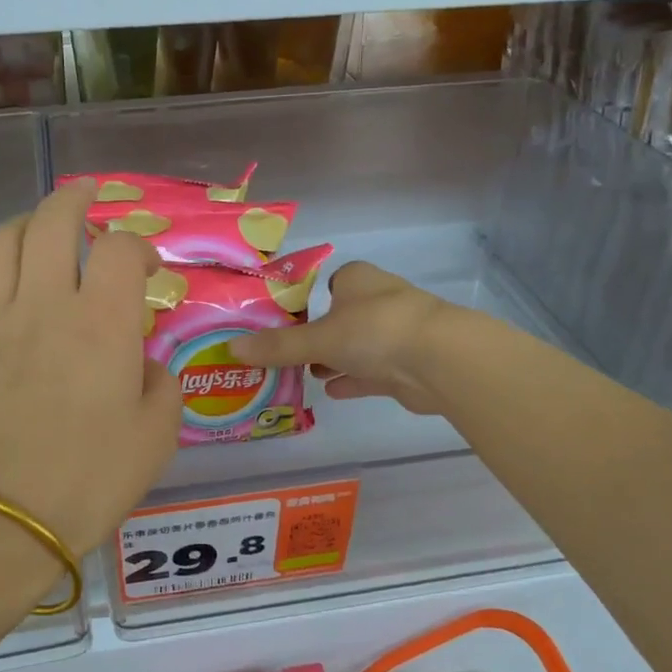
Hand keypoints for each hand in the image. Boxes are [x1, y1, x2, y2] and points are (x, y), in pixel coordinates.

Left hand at [0, 178, 180, 560]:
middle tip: (90, 198)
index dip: (141, 245)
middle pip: (51, 222)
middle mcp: (45, 307)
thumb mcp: (156, 437)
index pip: (121, 249)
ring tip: (40, 230)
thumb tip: (145, 368)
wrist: (3, 522)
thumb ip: (161, 387)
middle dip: (75, 199)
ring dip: (23, 225)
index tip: (150, 268)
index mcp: (101, 322)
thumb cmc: (91, 479)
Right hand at [227, 261, 459, 415]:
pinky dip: (351, 380)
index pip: (325, 285)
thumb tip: (231, 348)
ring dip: (332, 360)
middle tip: (282, 355)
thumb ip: (277, 347)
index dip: (303, 303)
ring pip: (355, 347)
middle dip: (315, 337)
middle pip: (338, 318)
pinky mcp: (405, 365)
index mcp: (357, 280)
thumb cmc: (375, 331)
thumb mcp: (318, 338)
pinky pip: (370, 372)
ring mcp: (395, 333)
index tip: (279, 324)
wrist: (441, 361)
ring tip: (301, 375)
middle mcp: (377, 301)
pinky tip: (328, 392)